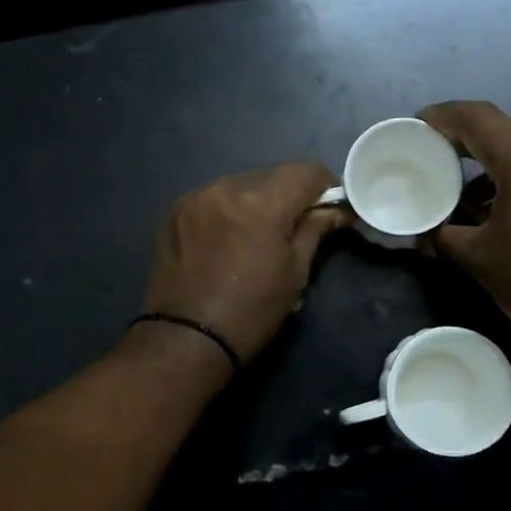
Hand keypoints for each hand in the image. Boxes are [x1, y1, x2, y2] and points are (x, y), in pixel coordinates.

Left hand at [141, 161, 347, 364]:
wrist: (186, 339)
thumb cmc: (251, 312)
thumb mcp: (294, 274)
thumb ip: (314, 230)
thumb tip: (336, 210)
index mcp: (260, 203)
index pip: (306, 170)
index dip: (325, 186)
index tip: (328, 208)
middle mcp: (225, 187)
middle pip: (272, 175)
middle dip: (289, 195)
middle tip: (294, 226)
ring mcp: (195, 197)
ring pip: (241, 184)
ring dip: (256, 201)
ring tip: (257, 235)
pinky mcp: (175, 211)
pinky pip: (213, 198)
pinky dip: (228, 210)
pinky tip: (228, 239)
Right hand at [418, 101, 510, 346]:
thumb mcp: (480, 259)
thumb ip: (444, 238)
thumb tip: (425, 235)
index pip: (478, 118)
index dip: (444, 116)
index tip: (419, 126)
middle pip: (504, 135)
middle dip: (466, 147)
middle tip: (437, 164)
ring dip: (494, 172)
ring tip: (467, 204)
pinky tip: (504, 218)